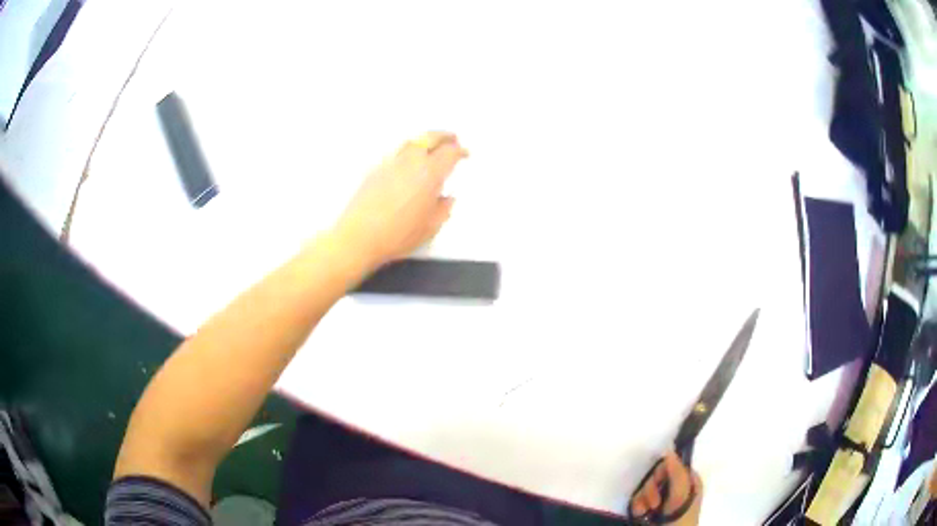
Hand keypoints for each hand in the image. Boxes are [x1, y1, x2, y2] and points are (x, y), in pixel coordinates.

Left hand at [332, 131, 467, 271]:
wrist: (359, 237)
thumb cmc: (396, 235)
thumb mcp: (430, 227)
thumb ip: (443, 209)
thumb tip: (446, 199)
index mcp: (429, 174)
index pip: (450, 152)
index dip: (460, 151)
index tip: (465, 154)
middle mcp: (410, 162)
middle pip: (430, 138)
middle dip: (444, 137)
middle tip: (452, 139)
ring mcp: (390, 163)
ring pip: (412, 141)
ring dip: (425, 139)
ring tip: (431, 145)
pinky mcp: (375, 169)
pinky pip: (396, 151)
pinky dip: (407, 150)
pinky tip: (408, 160)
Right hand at [630, 452, 703, 525]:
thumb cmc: (680, 517)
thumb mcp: (682, 495)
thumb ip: (677, 473)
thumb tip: (669, 450)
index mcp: (689, 480)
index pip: (672, 464)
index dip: (663, 472)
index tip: (660, 482)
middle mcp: (676, 486)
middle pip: (656, 476)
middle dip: (650, 490)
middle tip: (654, 504)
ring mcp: (663, 498)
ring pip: (645, 488)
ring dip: (642, 500)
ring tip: (645, 512)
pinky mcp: (650, 507)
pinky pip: (638, 499)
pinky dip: (637, 506)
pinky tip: (640, 514)